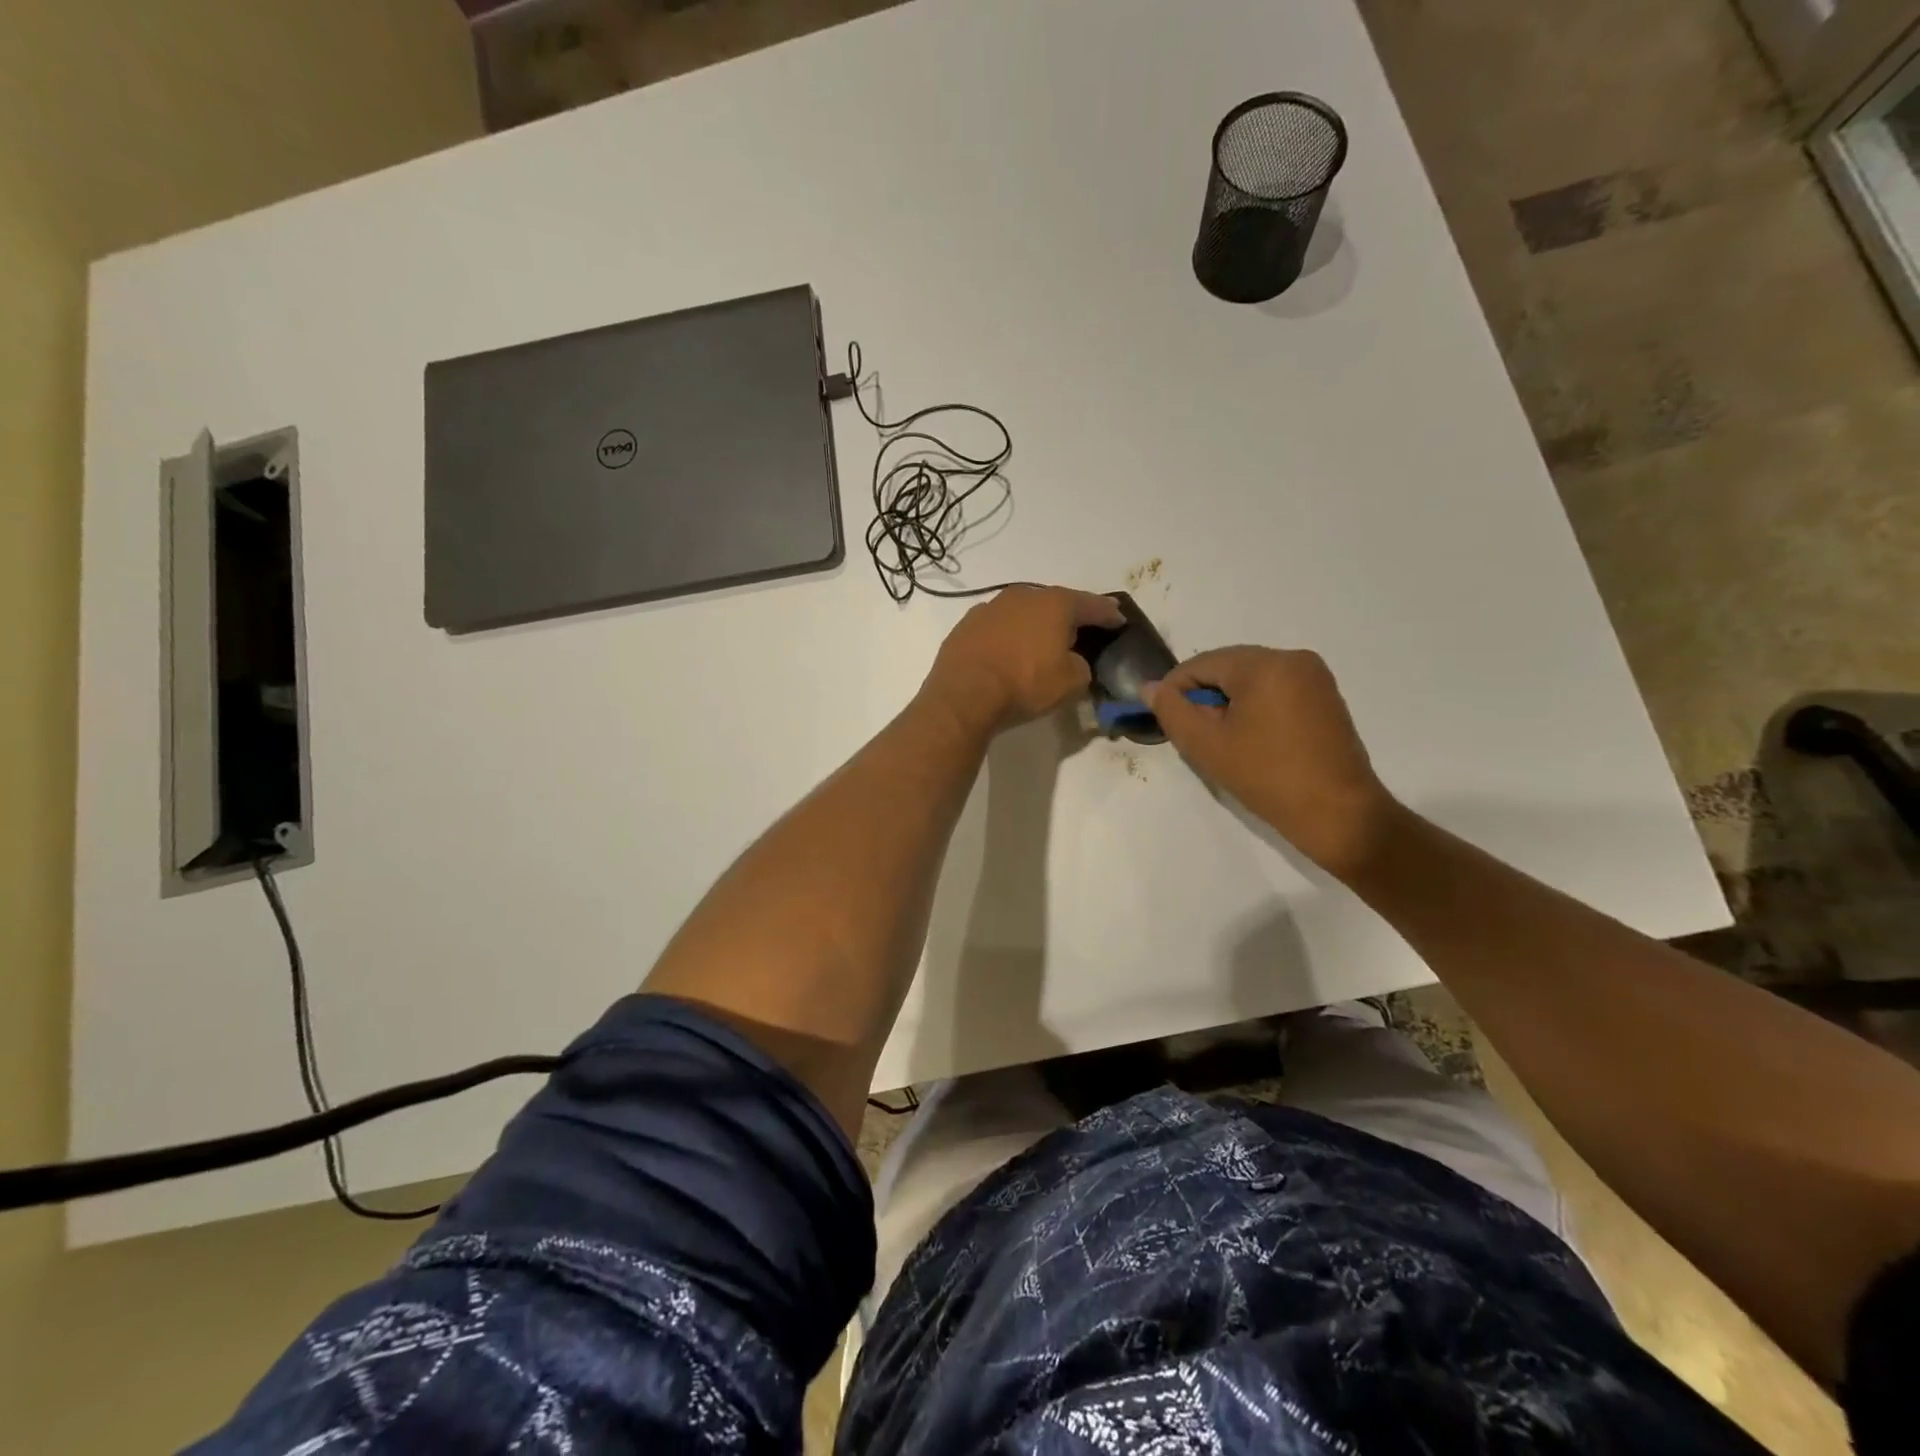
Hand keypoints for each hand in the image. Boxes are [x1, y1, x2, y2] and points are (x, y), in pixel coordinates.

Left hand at [922, 586, 1124, 733]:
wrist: (964, 696)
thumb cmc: (1025, 684)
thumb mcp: (1071, 682)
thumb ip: (1082, 666)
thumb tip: (1074, 662)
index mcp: (1055, 603)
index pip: (1091, 605)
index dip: (1108, 614)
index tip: (1119, 620)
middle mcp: (1023, 596)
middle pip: (1055, 602)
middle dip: (1069, 616)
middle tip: (1080, 630)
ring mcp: (990, 608)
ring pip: (1023, 612)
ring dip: (1035, 624)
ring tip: (1042, 641)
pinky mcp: (966, 626)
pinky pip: (998, 628)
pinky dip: (1008, 636)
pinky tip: (1009, 651)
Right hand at [1147, 647, 1401, 878]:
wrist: (1340, 815)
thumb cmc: (1267, 777)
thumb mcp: (1206, 746)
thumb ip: (1172, 711)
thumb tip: (1150, 688)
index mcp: (1265, 664)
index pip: (1202, 663)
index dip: (1175, 689)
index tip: (1165, 721)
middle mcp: (1293, 659)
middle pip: (1229, 667)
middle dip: (1204, 696)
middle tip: (1194, 735)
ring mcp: (1315, 677)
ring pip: (1252, 679)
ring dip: (1229, 703)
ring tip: (1222, 742)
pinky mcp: (1326, 698)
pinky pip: (1276, 690)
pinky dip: (1255, 707)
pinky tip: (1251, 741)